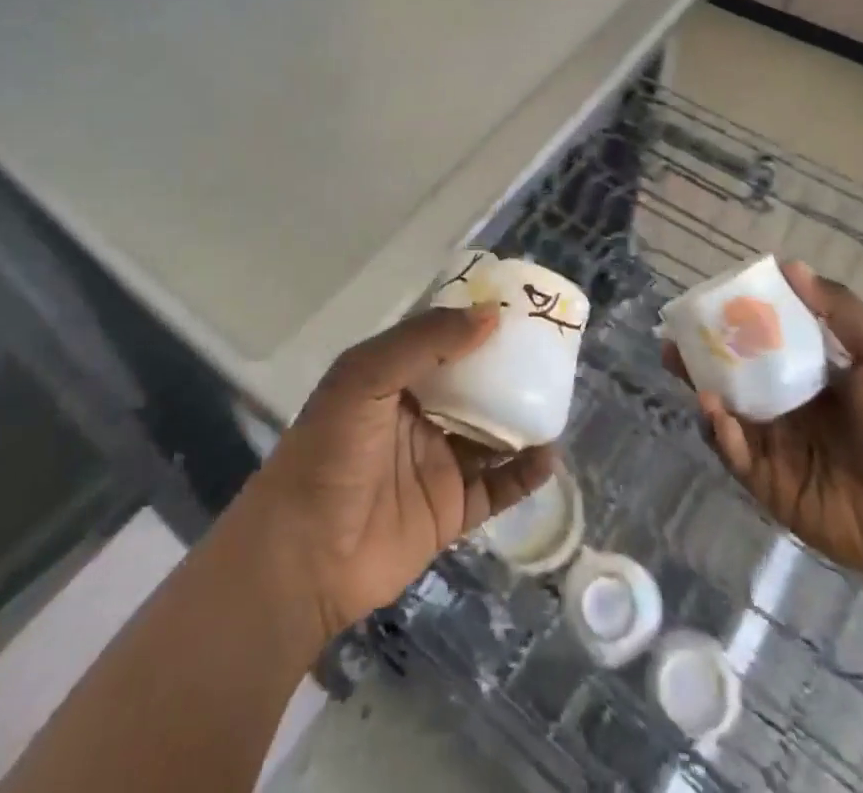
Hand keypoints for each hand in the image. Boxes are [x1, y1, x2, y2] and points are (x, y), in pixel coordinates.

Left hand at [233, 306, 554, 640]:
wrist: (304, 555)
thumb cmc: (330, 450)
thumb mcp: (366, 376)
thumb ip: (425, 342)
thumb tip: (490, 316)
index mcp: (393, 377)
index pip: (441, 340)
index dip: (475, 323)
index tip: (517, 307)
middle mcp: (418, 415)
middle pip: (472, 385)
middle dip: (507, 368)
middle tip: (550, 350)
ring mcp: (436, 463)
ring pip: (490, 433)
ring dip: (521, 418)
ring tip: (558, 397)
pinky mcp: (450, 510)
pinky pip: (497, 487)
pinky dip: (525, 473)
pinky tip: (549, 456)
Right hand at [666, 263, 862, 588]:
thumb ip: (841, 312)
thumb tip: (792, 265)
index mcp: (807, 377)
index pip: (760, 344)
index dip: (732, 324)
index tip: (707, 303)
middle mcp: (783, 407)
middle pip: (731, 377)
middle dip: (700, 358)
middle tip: (674, 339)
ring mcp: (772, 446)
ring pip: (724, 411)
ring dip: (702, 389)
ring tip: (684, 368)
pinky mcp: (767, 482)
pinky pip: (734, 453)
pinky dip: (720, 432)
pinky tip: (716, 412)